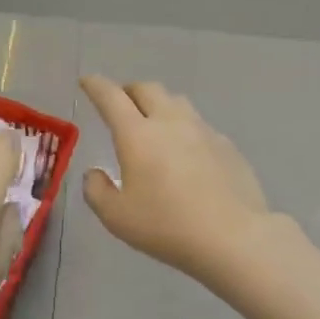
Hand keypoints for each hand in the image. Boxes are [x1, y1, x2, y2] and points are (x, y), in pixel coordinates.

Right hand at [79, 76, 270, 281]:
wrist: (233, 237)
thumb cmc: (166, 226)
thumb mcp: (116, 217)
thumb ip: (97, 190)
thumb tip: (95, 173)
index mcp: (137, 135)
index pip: (111, 97)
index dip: (95, 85)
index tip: (87, 81)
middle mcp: (170, 122)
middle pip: (147, 89)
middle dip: (129, 91)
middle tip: (120, 105)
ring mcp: (203, 131)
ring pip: (177, 102)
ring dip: (159, 105)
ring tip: (153, 124)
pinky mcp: (227, 145)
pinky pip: (199, 126)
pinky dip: (184, 129)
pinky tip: (186, 154)